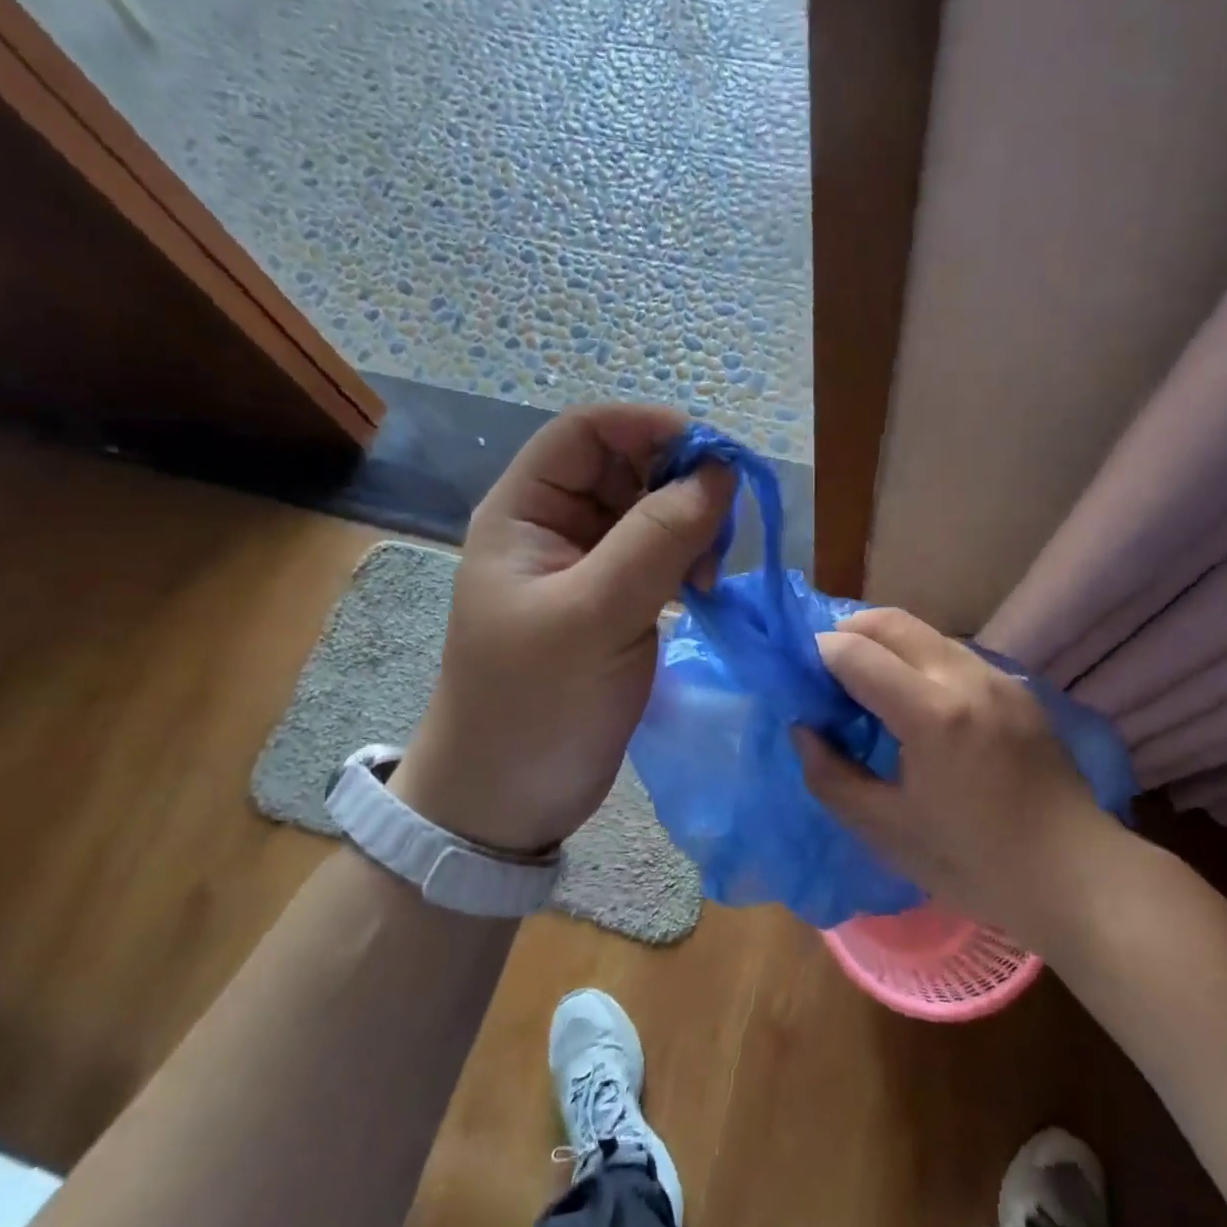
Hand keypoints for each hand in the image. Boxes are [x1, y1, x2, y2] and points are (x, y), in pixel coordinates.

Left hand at [390, 404, 732, 853]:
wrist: (507, 800)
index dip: (649, 427)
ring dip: (689, 525)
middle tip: (719, 529)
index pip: (588, 430)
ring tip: (706, 573)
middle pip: (627, 466)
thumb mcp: (595, 616)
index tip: (714, 456)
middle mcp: (554, 525)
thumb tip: (719, 474)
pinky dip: (688, 559)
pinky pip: (660, 554)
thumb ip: (658, 539)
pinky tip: (701, 590)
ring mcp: (586, 564)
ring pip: (651, 510)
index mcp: (525, 511)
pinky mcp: (614, 600)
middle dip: (678, 483)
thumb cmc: (534, 704)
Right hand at [796, 608, 1119, 932]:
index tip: (800, 679)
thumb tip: (803, 729)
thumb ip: (831, 776)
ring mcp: (998, 677)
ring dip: (885, 643)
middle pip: (891, 622)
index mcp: (932, 713)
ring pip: (924, 633)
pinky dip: (918, 659)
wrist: (1077, 876)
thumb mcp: (888, 833)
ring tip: (867, 685)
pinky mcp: (1017, 688)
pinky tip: (915, 703)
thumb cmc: (975, 864)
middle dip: (847, 632)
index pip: (855, 653)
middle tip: (825, 670)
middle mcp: (966, 677)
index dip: (817, 656)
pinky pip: (953, 653)